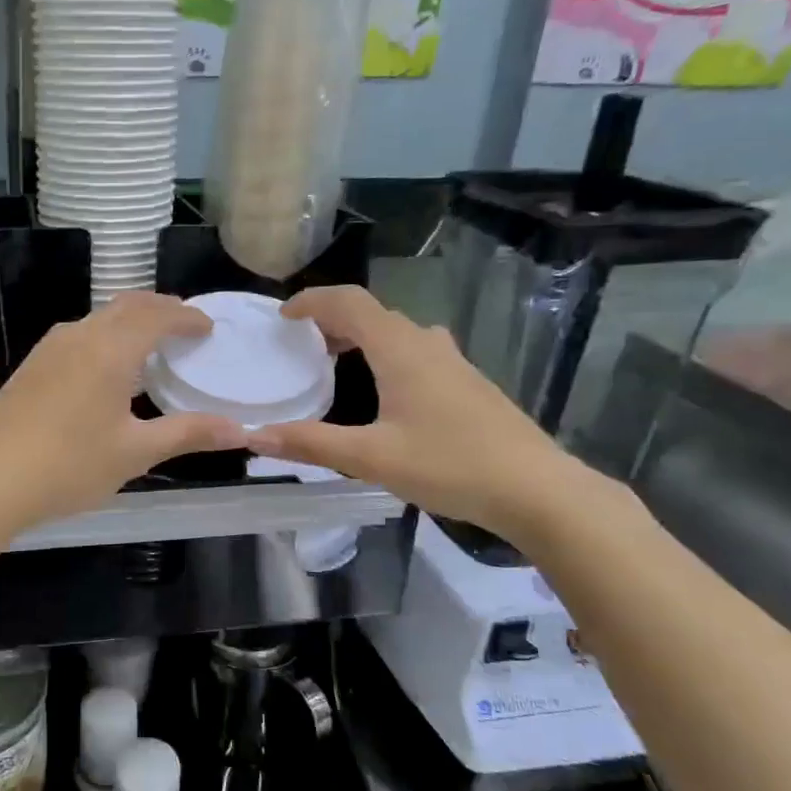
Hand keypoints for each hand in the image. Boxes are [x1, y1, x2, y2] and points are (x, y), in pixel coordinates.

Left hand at [0, 292, 246, 533]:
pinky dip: (107, 335)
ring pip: (100, 317)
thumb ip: (188, 434)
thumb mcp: (135, 452)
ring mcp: (49, 348)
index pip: (158, 315)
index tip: (208, 327)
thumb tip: (241, 431)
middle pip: (128, 305)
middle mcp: (80, 336)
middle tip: (185, 325)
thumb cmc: (69, 466)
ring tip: (152, 342)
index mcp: (110, 350)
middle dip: (161, 308)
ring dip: (131, 320)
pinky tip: (108, 366)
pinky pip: (80, 333)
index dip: (187, 317)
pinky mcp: (32, 365)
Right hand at [245, 286, 578, 536]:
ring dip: (361, 336)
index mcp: (400, 349)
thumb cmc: (450, 465)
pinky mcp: (469, 383)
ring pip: (398, 331)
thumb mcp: (371, 457)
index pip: (349, 302)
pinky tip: (384, 391)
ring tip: (335, 361)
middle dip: (332, 319)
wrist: (536, 490)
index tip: (283, 317)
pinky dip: (386, 354)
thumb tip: (254, 436)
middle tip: (301, 344)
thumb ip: (310, 443)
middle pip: (373, 313)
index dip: (312, 301)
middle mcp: (427, 344)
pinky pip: (416, 351)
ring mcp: (453, 362)